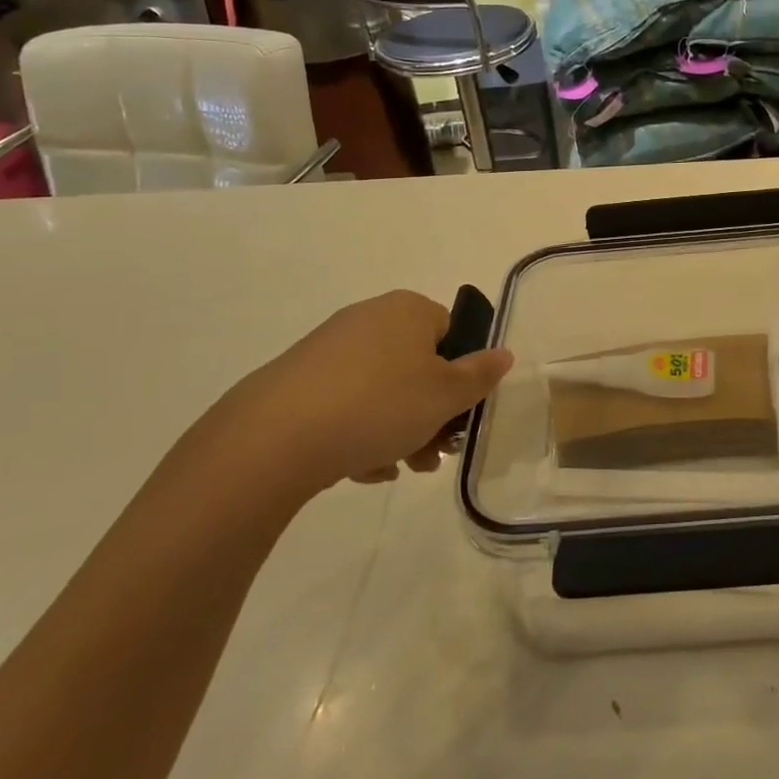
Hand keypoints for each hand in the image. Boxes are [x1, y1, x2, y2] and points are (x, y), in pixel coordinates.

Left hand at [209, 290, 513, 496]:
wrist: (274, 438)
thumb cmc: (379, 405)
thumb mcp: (446, 394)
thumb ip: (481, 374)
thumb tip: (504, 352)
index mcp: (408, 310)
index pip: (452, 333)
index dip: (461, 375)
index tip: (459, 415)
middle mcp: (369, 318)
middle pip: (417, 366)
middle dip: (431, 413)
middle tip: (433, 453)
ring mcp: (329, 349)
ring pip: (383, 391)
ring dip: (399, 430)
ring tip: (397, 468)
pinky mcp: (298, 382)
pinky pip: (346, 405)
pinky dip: (359, 433)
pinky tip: (359, 468)